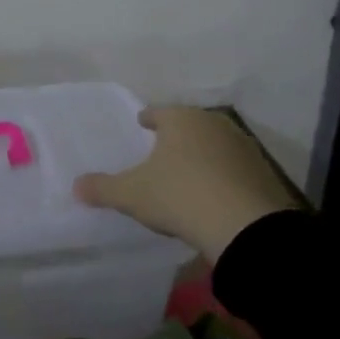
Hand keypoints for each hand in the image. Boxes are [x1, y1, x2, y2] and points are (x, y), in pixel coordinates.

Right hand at [74, 107, 297, 262]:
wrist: (246, 226)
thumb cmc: (180, 195)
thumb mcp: (132, 195)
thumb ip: (102, 188)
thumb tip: (76, 185)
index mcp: (181, 120)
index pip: (160, 112)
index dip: (148, 118)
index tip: (142, 123)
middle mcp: (213, 124)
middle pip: (190, 125)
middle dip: (177, 135)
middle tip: (163, 148)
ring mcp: (243, 147)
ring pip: (214, 145)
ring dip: (202, 154)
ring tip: (188, 171)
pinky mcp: (263, 173)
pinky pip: (234, 168)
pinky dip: (222, 175)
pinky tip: (214, 192)